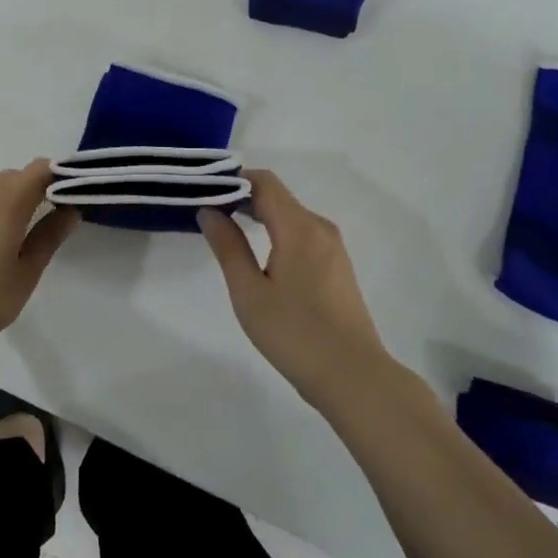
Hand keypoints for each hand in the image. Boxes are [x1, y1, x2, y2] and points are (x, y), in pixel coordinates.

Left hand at [0, 160, 78, 363]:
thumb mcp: (25, 273)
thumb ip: (49, 237)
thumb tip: (70, 210)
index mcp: (6, 203)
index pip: (39, 169)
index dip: (59, 176)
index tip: (74, 195)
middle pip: (15, 176)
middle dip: (37, 187)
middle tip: (52, 217)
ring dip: (12, 198)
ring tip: (23, 232)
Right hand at [199, 171, 388, 409]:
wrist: (353, 377)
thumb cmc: (294, 333)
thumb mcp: (249, 291)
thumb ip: (228, 246)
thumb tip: (209, 211)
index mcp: (299, 227)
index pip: (264, 182)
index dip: (233, 181)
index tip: (204, 192)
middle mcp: (320, 228)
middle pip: (278, 197)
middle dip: (243, 198)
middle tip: (209, 213)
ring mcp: (333, 248)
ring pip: (291, 216)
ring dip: (260, 217)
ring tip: (228, 234)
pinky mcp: (338, 267)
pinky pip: (303, 235)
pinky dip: (278, 234)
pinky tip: (260, 258)